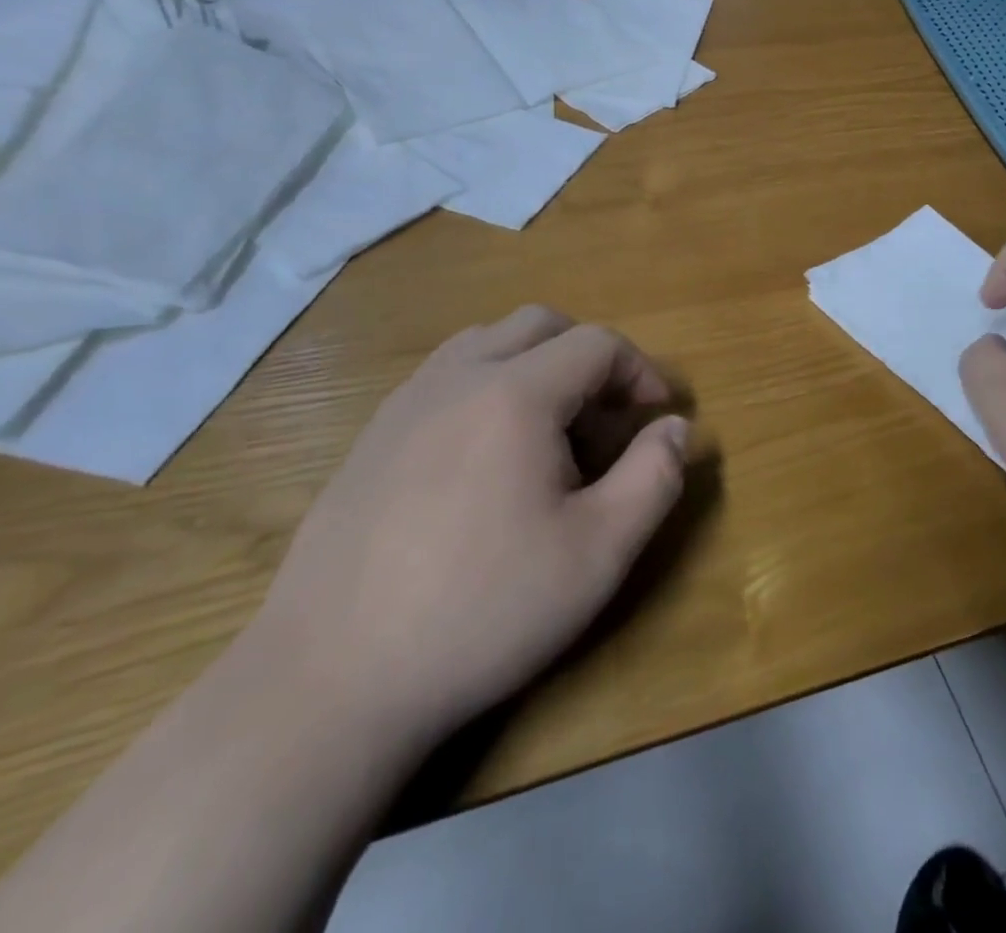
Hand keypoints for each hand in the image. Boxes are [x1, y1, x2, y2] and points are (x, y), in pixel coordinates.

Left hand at [246, 307, 688, 752]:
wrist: (329, 681)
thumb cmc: (482, 610)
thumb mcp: (599, 552)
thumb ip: (653, 477)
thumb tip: (675, 427)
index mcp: (515, 394)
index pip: (596, 344)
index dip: (639, 370)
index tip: (656, 415)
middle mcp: (458, 377)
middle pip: (541, 324)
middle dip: (589, 357)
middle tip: (606, 417)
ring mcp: (406, 402)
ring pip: (487, 342)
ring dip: (536, 365)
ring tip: (550, 431)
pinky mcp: (371, 436)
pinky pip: (446, 376)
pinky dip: (488, 387)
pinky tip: (487, 459)